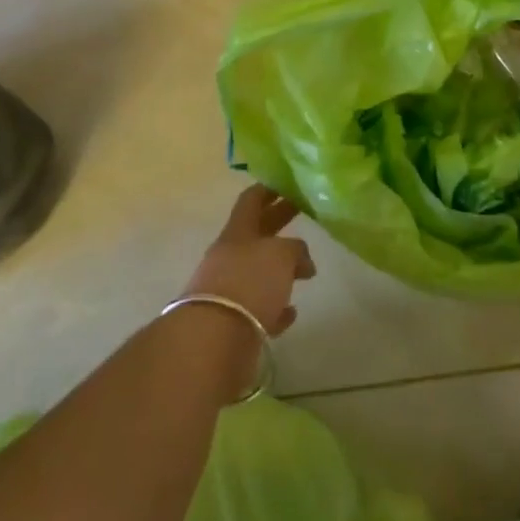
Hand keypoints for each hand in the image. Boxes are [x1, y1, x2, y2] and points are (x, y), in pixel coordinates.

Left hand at [184, 184, 315, 336]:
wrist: (214, 338)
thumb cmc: (250, 281)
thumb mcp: (281, 254)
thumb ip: (295, 249)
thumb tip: (301, 260)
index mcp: (238, 232)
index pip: (251, 200)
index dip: (269, 189)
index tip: (287, 182)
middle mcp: (230, 256)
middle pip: (257, 232)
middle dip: (279, 221)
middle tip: (303, 212)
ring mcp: (229, 289)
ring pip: (258, 271)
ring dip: (279, 270)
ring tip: (305, 271)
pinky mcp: (233, 322)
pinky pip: (259, 309)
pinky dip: (274, 308)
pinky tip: (290, 312)